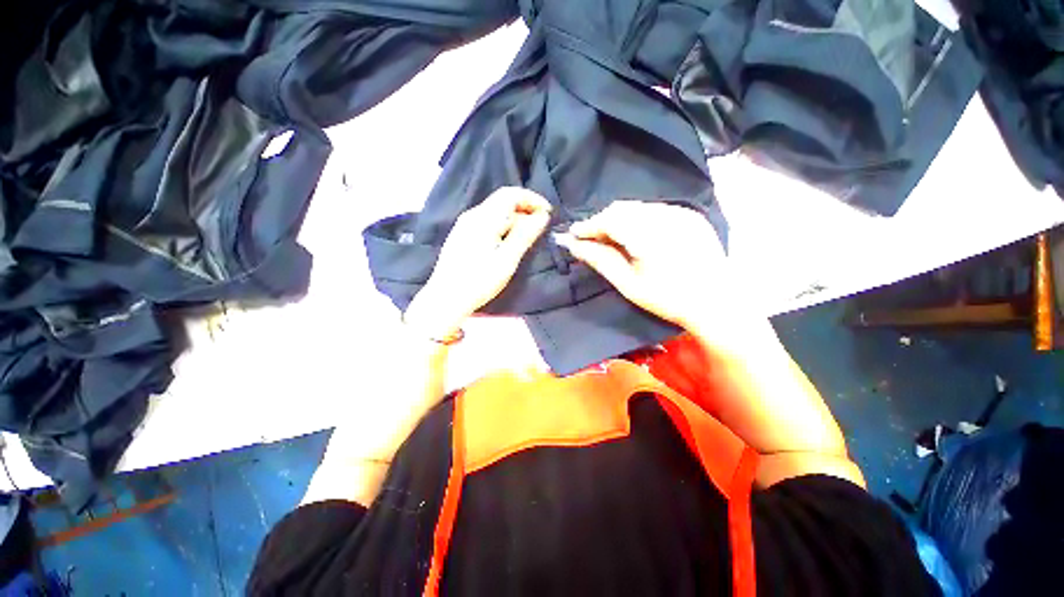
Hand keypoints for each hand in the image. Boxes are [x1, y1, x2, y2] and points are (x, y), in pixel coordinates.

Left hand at [404, 187, 551, 338]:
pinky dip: (503, 225)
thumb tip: (542, 216)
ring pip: (495, 211)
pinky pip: (487, 221)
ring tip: (527, 235)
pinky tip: (508, 241)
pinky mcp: (462, 235)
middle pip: (502, 200)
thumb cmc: (479, 281)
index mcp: (484, 219)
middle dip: (525, 209)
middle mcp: (472, 215)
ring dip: (515, 218)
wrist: (446, 298)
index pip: (511, 194)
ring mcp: (464, 225)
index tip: (548, 213)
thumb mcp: (507, 259)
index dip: (532, 199)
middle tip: (540, 226)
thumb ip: (525, 235)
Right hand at [555, 200, 734, 329]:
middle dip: (602, 221)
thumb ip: (600, 259)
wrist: (717, 303)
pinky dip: (638, 219)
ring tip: (609, 238)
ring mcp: (681, 212)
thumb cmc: (668, 299)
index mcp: (650, 234)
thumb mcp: (628, 284)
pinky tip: (635, 235)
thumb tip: (573, 245)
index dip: (588, 225)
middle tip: (589, 239)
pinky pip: (655, 210)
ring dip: (619, 219)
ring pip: (638, 207)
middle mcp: (666, 215)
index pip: (610, 219)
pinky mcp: (690, 215)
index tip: (572, 234)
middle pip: (623, 209)